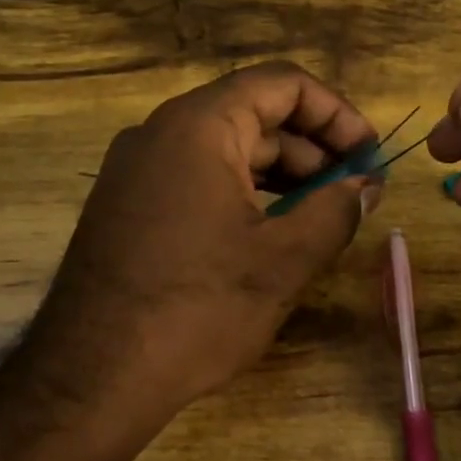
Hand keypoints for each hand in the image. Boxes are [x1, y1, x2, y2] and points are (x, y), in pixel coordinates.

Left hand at [23, 62, 381, 427]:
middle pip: (254, 114)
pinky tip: (269, 234)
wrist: (93, 377)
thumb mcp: (283, 260)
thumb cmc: (197, 308)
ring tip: (319, 216)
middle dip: (312, 149)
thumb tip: (365, 187)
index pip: (282, 83)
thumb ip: (336, 211)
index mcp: (199, 126)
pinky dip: (241, 195)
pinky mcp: (127, 206)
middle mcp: (160, 133)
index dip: (336, 113)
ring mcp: (136, 170)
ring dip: (280, 176)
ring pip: (225, 151)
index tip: (368, 157)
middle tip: (353, 193)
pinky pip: (197, 180)